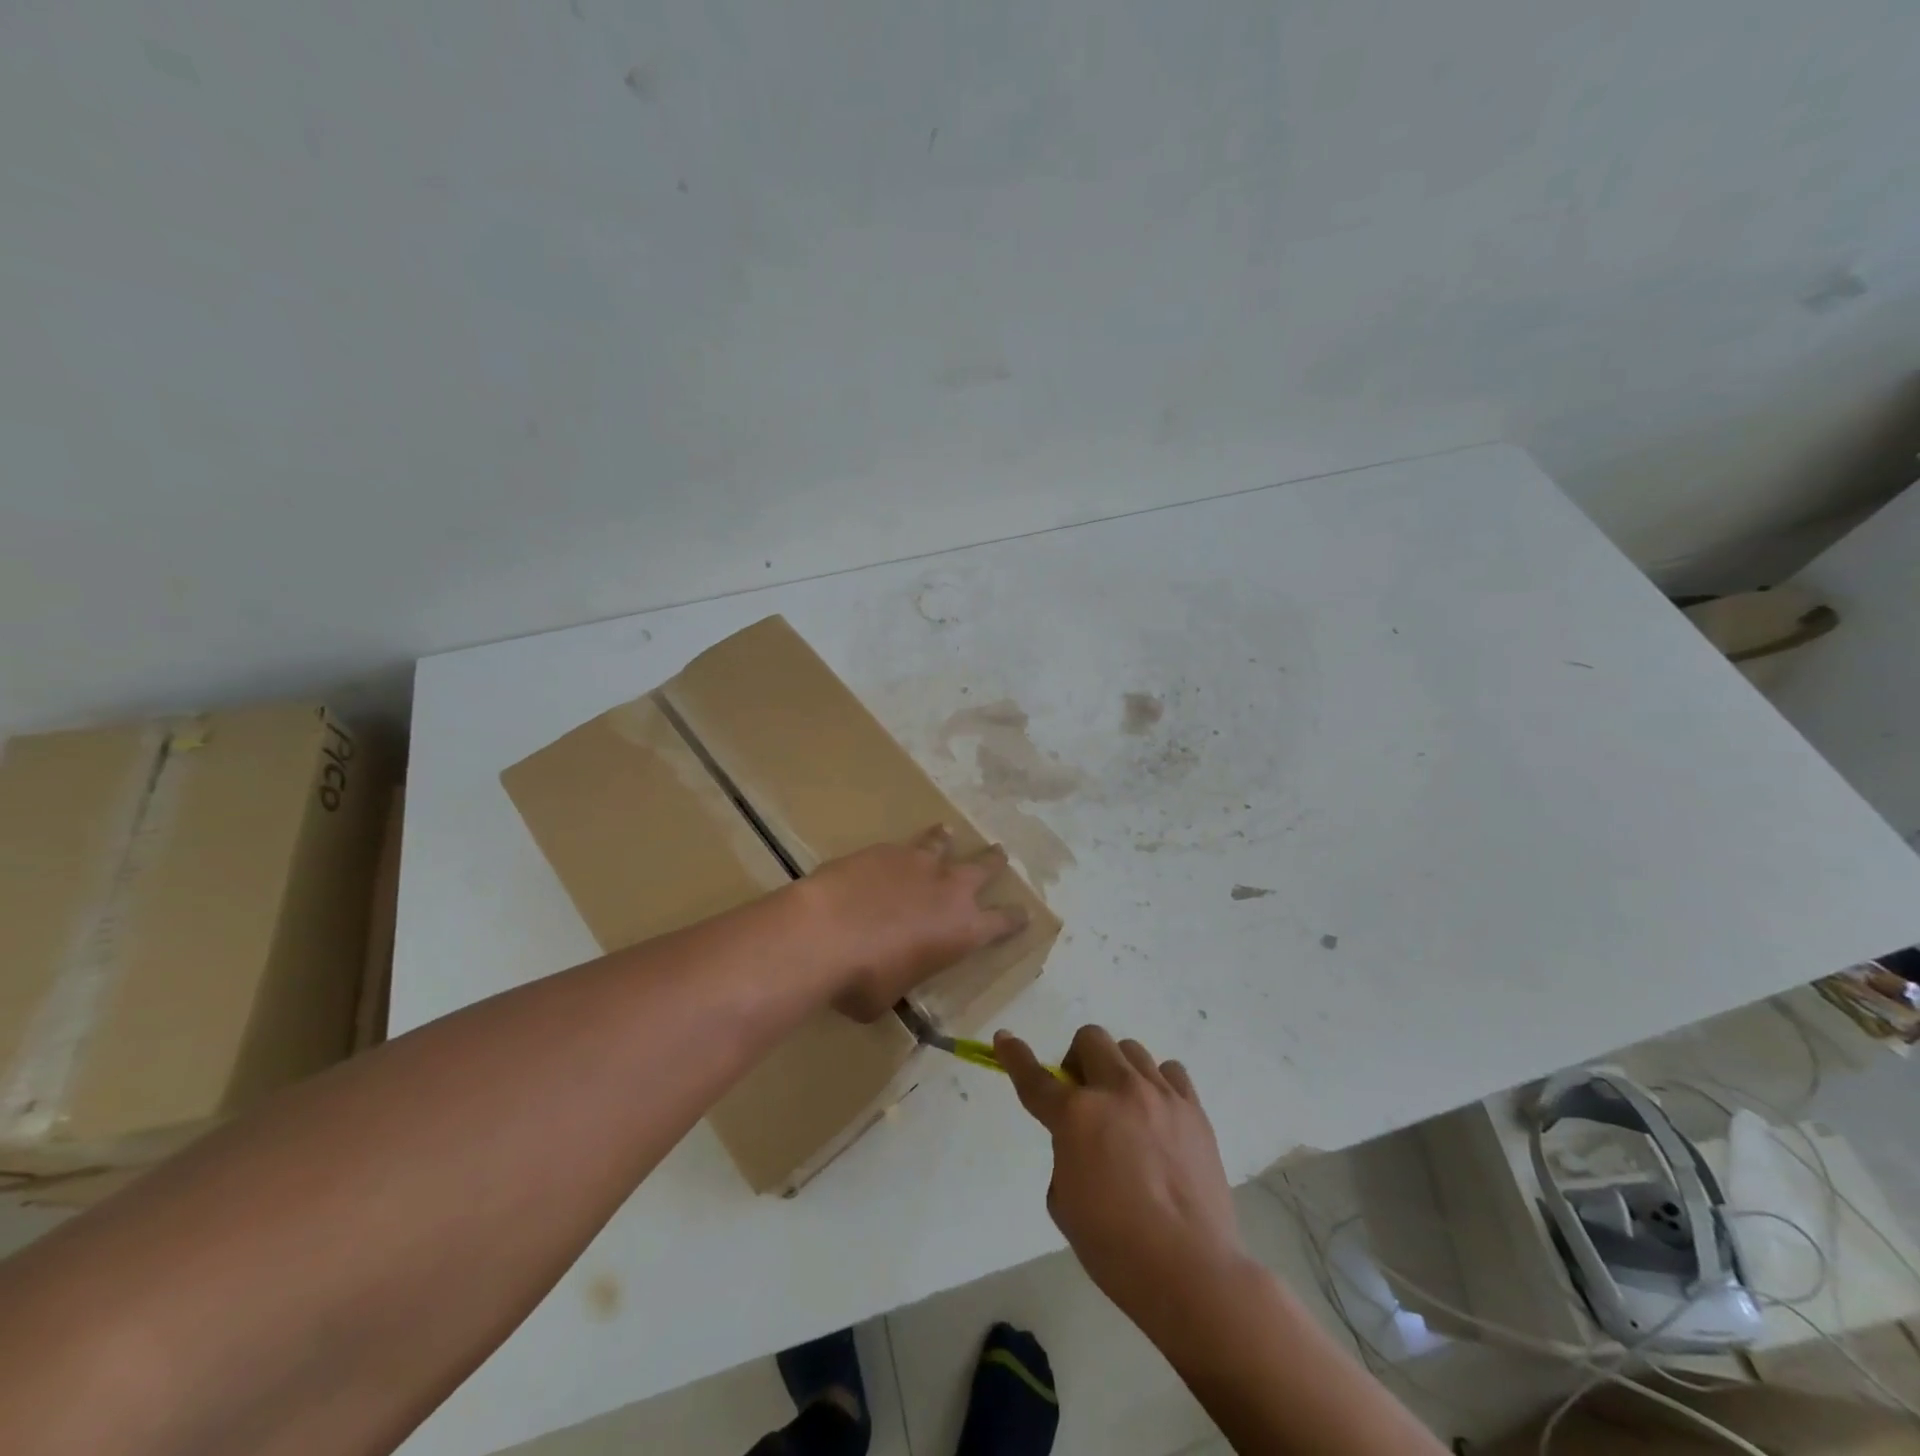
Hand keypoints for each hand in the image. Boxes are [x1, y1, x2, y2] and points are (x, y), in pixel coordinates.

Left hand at [802, 826, 1027, 1020]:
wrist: (825, 933)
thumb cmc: (863, 980)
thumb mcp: (891, 996)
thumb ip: (902, 979)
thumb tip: (890, 980)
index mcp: (963, 931)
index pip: (1002, 923)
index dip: (1015, 918)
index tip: (1023, 913)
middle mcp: (950, 890)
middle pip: (983, 869)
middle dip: (994, 863)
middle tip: (1001, 854)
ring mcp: (919, 863)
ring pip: (943, 844)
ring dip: (948, 840)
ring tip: (949, 833)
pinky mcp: (885, 850)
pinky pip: (904, 844)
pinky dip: (906, 846)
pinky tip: (894, 849)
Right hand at [996, 1026, 1247, 1335]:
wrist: (1190, 1271)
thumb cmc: (1115, 1247)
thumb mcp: (1064, 1202)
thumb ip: (1064, 1153)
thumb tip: (1082, 1138)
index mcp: (1076, 1115)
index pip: (1035, 1077)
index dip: (1014, 1055)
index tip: (1004, 1039)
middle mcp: (1116, 1090)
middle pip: (1090, 1039)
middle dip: (1077, 1060)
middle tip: (1081, 1096)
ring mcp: (1159, 1095)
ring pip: (1130, 1049)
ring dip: (1116, 1070)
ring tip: (1124, 1108)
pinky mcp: (1193, 1109)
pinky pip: (1170, 1072)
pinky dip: (1157, 1084)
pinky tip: (1158, 1115)